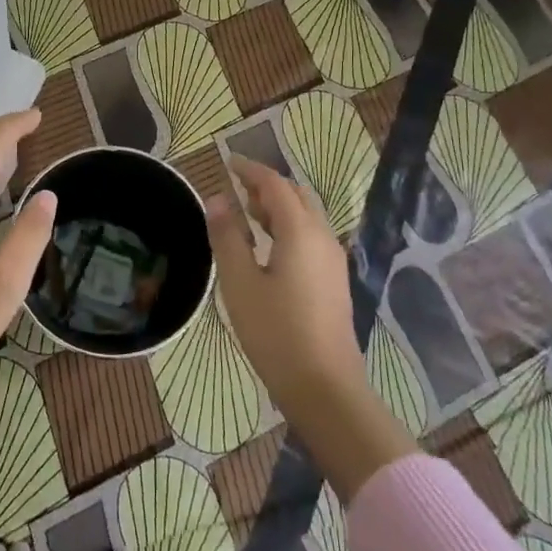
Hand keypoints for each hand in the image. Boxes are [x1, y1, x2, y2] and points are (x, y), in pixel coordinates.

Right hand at [208, 158, 413, 500]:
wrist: (326, 389)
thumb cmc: (276, 333)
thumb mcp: (240, 283)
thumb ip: (227, 236)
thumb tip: (217, 198)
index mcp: (300, 232)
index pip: (275, 184)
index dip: (250, 169)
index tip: (227, 162)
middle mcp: (322, 237)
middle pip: (296, 196)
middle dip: (266, 185)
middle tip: (236, 186)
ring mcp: (333, 260)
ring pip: (306, 217)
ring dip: (278, 206)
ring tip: (247, 212)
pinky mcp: (334, 281)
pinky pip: (310, 237)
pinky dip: (288, 227)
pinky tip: (268, 247)